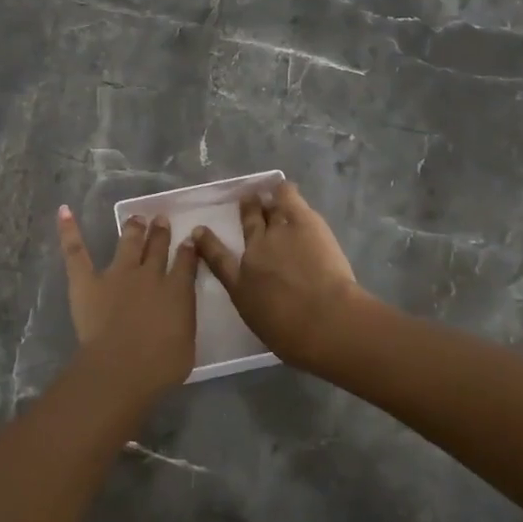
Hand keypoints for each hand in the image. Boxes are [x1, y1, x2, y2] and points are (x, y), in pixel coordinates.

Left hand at [57, 206, 199, 398]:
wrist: (122, 366)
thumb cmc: (160, 366)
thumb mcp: (186, 344)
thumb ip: (183, 322)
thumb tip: (178, 314)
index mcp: (177, 291)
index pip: (185, 263)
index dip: (188, 250)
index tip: (189, 240)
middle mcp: (149, 275)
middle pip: (157, 248)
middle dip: (160, 233)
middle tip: (161, 220)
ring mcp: (117, 274)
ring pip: (128, 243)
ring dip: (133, 229)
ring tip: (136, 219)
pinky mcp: (87, 281)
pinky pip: (76, 251)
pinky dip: (69, 231)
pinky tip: (64, 211)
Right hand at [191, 182, 366, 373]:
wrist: (323, 320)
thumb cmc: (293, 335)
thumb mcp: (262, 324)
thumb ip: (258, 308)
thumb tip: (260, 303)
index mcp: (241, 282)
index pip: (217, 258)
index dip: (207, 243)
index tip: (199, 232)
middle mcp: (254, 251)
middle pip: (248, 225)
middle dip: (247, 211)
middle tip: (247, 201)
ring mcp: (277, 233)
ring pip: (269, 208)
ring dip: (266, 200)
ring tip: (266, 193)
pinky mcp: (303, 221)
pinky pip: (287, 196)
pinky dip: (283, 189)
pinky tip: (282, 186)